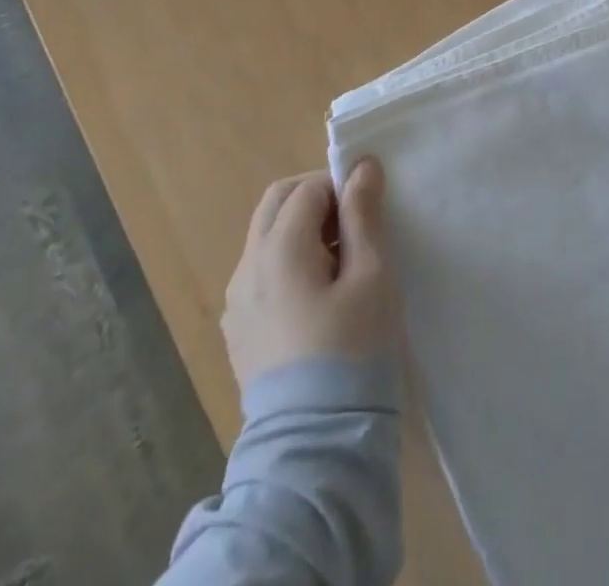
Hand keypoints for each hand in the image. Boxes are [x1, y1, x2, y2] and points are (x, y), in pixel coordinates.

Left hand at [222, 159, 397, 388]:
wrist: (315, 442)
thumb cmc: (353, 347)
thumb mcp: (371, 274)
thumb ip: (363, 214)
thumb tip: (362, 166)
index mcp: (278, 248)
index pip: (308, 188)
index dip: (342, 187)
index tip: (370, 210)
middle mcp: (247, 267)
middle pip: (277, 203)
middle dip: (316, 198)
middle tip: (354, 224)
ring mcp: (236, 301)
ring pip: (266, 237)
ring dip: (302, 229)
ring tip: (340, 262)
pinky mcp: (238, 330)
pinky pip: (261, 272)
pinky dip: (288, 261)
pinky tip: (318, 295)